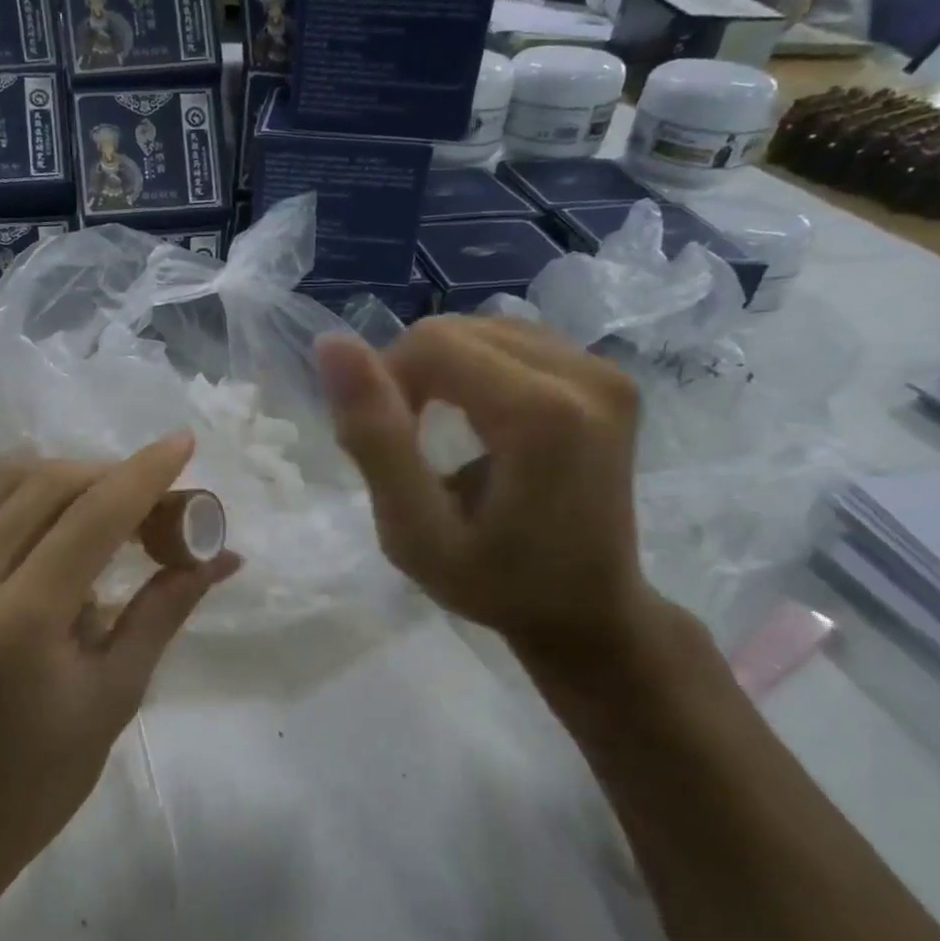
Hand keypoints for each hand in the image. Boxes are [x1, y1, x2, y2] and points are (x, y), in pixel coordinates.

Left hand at [0, 435, 239, 887]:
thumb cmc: (34, 781)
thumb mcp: (114, 696)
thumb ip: (163, 610)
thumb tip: (222, 557)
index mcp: (19, 622)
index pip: (93, 516)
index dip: (145, 473)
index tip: (184, 442)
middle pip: (47, 484)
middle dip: (111, 474)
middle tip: (155, 496)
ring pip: (4, 481)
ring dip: (66, 476)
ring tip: (109, 502)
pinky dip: (24, 494)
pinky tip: (54, 519)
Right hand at [316, 317, 675, 696]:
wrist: (591, 612)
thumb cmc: (497, 586)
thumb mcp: (414, 531)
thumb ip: (374, 437)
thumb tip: (331, 343)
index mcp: (541, 413)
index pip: (431, 344)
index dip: (386, 381)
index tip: (385, 443)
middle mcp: (584, 374)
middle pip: (456, 330)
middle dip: (412, 376)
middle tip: (408, 445)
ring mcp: (604, 370)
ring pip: (482, 328)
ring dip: (442, 371)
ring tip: (440, 433)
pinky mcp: (608, 373)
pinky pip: (514, 341)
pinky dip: (477, 370)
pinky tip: (478, 417)